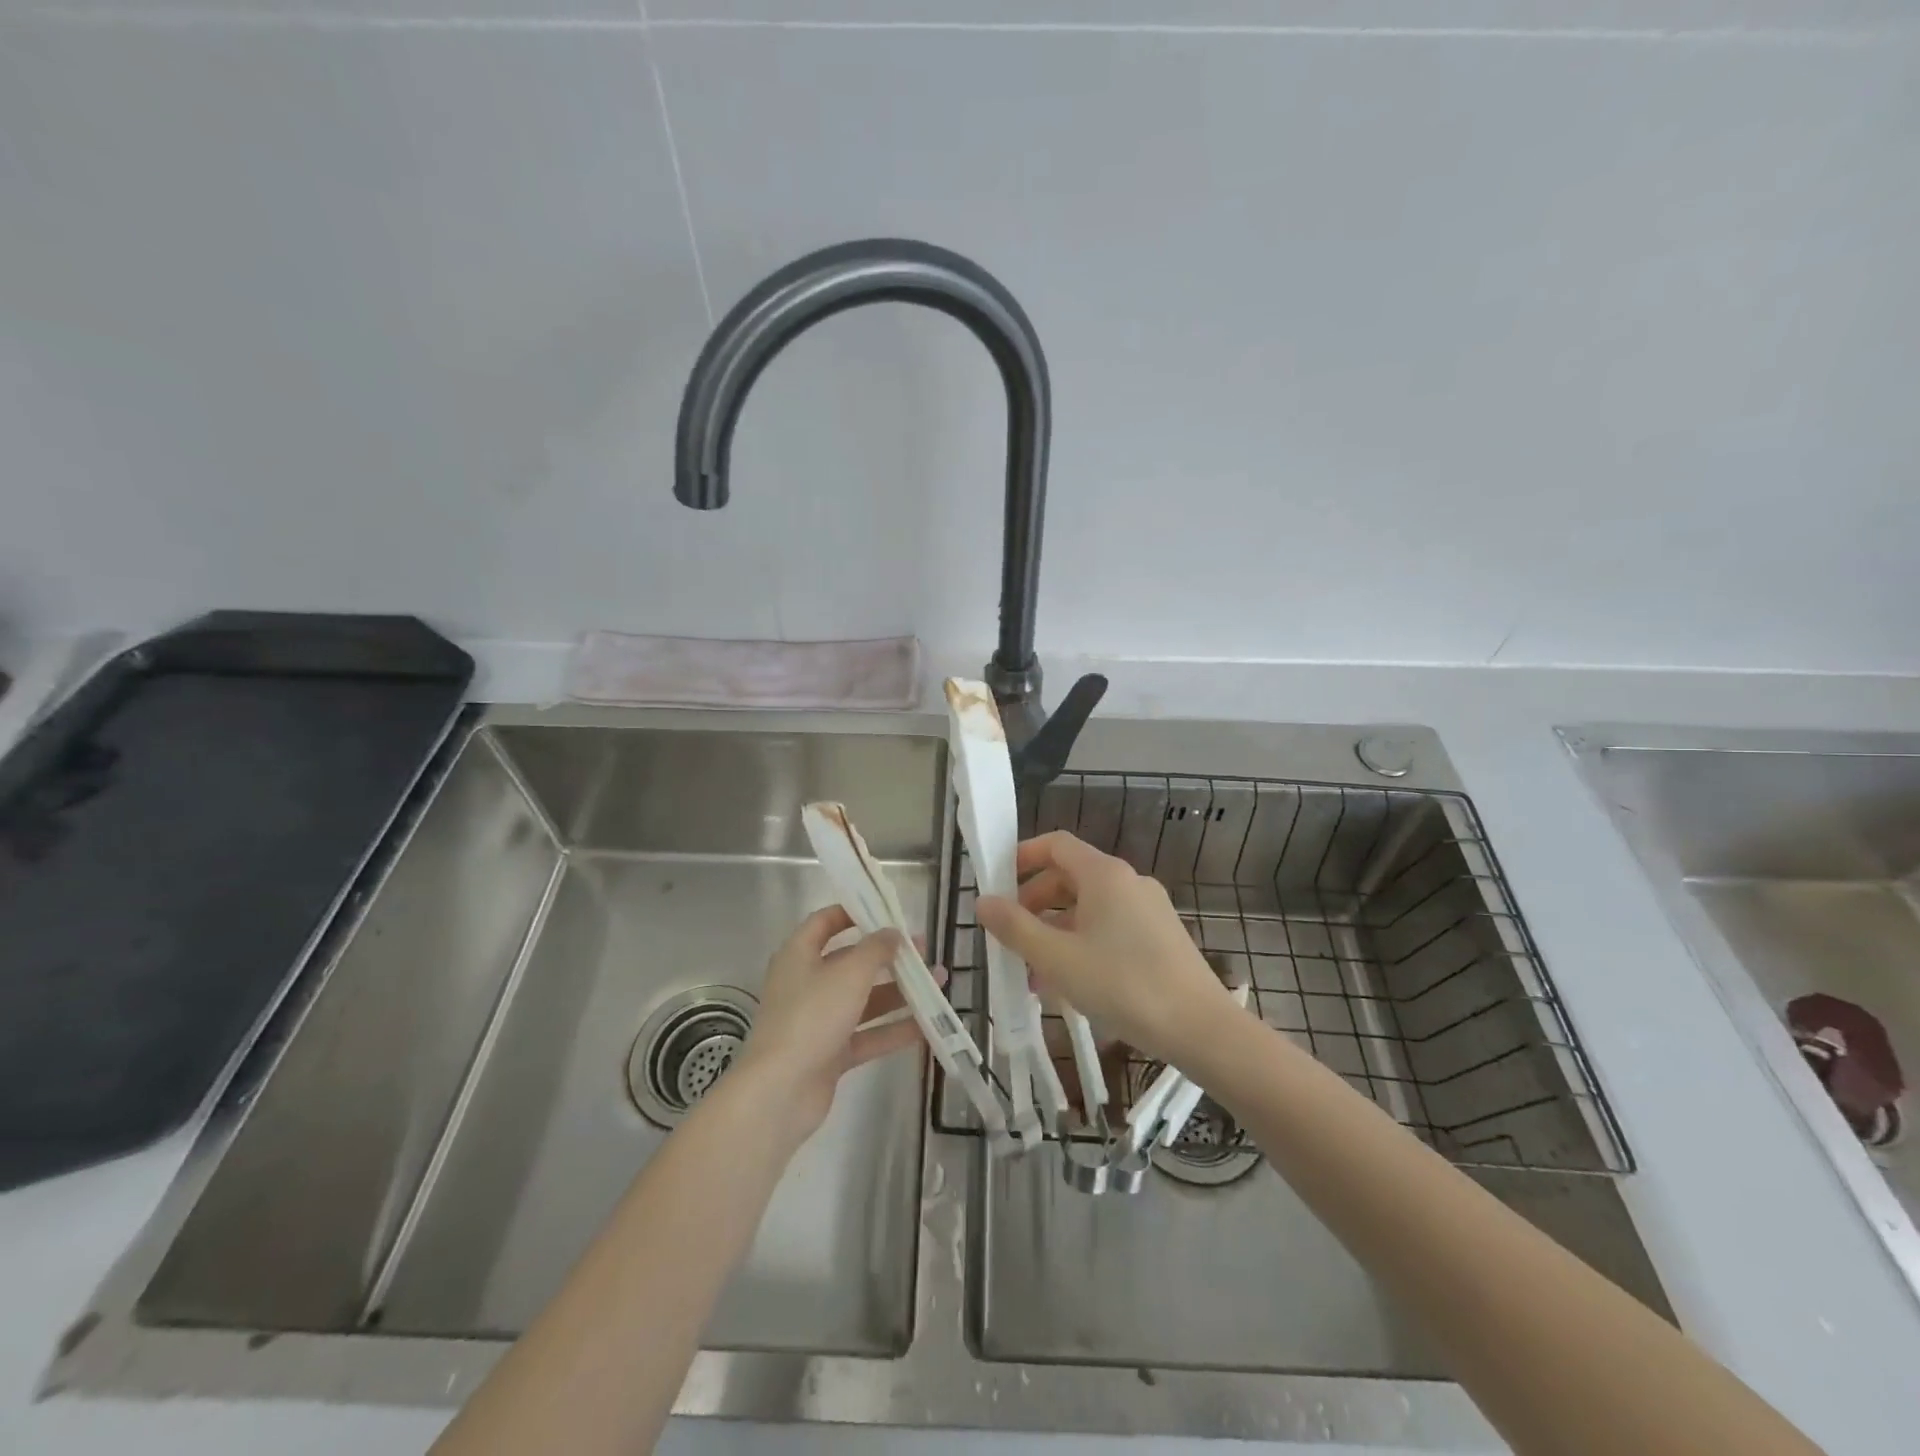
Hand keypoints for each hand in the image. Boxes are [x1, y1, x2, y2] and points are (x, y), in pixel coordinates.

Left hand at [735, 906, 933, 1144]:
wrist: (780, 1092)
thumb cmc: (811, 1016)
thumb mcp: (849, 973)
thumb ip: (875, 949)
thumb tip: (893, 932)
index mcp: (799, 955)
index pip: (825, 922)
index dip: (854, 912)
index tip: (887, 911)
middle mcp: (807, 983)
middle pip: (851, 962)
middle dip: (888, 956)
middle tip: (924, 950)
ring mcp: (818, 1020)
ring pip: (864, 1000)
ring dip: (899, 991)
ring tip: (938, 983)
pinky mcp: (829, 1054)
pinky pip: (867, 1034)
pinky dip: (893, 1029)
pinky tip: (928, 1025)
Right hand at [976, 831, 1236, 1066]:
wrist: (1201, 1028)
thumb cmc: (1122, 984)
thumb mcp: (1057, 958)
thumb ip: (1015, 927)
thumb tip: (982, 901)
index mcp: (1104, 874)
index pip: (1056, 844)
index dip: (1023, 857)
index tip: (997, 882)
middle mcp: (1128, 881)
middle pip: (1070, 876)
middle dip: (1035, 902)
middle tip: (1011, 935)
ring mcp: (1149, 908)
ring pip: (1089, 907)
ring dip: (1056, 929)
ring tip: (1034, 972)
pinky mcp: (1160, 936)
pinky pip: (1110, 927)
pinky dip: (1083, 942)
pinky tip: (1071, 983)